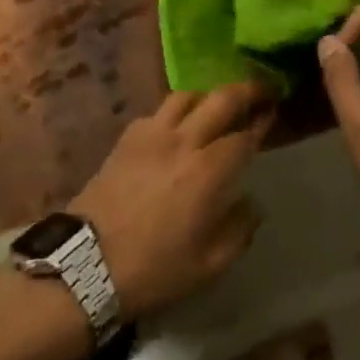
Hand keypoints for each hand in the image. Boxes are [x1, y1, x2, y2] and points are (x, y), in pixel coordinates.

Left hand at [69, 82, 273, 318]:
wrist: (87, 264)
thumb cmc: (155, 269)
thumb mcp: (209, 264)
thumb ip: (239, 229)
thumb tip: (251, 203)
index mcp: (209, 170)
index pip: (244, 136)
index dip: (261, 124)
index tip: (272, 114)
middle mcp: (184, 140)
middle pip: (221, 98)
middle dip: (247, 90)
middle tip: (261, 90)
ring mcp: (153, 132)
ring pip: (188, 95)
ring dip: (209, 95)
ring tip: (218, 104)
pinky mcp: (128, 136)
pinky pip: (159, 110)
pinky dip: (177, 111)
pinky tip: (178, 126)